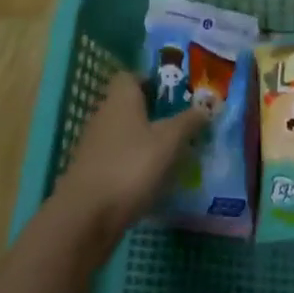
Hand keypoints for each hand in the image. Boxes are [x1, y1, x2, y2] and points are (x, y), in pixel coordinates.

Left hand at [51, 73, 204, 253]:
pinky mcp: (92, 172)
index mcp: (121, 97)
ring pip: (124, 133)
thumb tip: (207, 105)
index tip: (175, 95)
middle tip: (182, 124)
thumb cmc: (131, 166)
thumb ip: (189, 121)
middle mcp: (104, 114)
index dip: (153, 82)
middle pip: (129, 105)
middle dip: (154, 113)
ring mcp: (94, 144)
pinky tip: (152, 179)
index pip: (132, 76)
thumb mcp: (169, 141)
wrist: (86, 216)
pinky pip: (118, 158)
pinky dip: (134, 164)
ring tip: (173, 153)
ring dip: (145, 140)